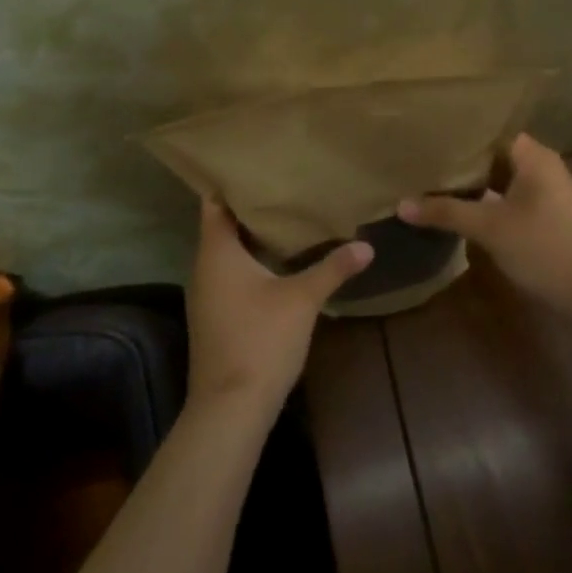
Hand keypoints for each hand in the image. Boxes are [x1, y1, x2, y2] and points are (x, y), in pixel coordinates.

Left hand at [185, 197, 373, 419]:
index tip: (259, 164)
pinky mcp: (217, 316)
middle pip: (224, 225)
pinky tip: (282, 262)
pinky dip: (253, 262)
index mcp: (216, 253)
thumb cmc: (261, 340)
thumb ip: (332, 268)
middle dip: (252, 207)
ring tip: (289, 215)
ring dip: (254, 237)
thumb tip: (366, 246)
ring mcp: (208, 295)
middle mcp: (205, 268)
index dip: (232, 181)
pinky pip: (232, 275)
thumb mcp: (302, 299)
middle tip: (285, 184)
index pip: (215, 202)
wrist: (230, 408)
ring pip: (229, 253)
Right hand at [399, 133, 571, 316]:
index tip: (424, 135)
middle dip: (459, 161)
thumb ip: (445, 212)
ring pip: (499, 179)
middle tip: (418, 158)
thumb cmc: (544, 247)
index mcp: (533, 156)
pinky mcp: (545, 216)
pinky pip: (507, 198)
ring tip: (428, 181)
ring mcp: (545, 193)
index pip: (489, 130)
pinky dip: (484, 202)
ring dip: (471, 184)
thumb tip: (401, 204)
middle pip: (493, 155)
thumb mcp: (489, 228)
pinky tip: (456, 209)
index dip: (458, 134)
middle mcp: (541, 167)